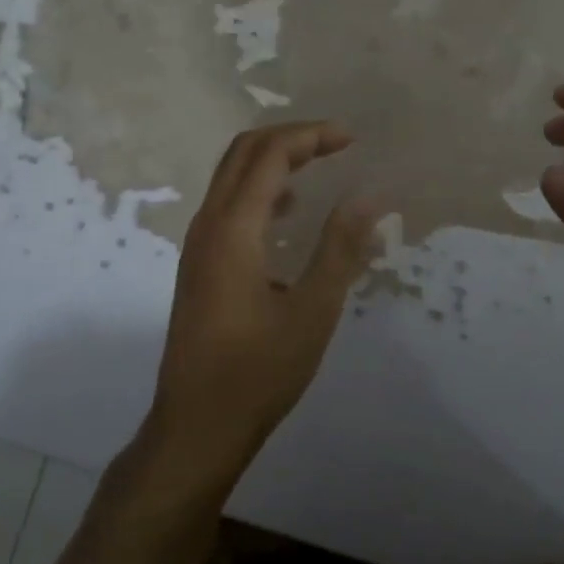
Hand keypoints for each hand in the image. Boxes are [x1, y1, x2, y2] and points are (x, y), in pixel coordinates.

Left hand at [146, 122, 380, 491]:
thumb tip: (368, 196)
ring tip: (319, 166)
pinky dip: (261, 188)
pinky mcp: (198, 263)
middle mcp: (208, 224)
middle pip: (244, 152)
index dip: (311, 136)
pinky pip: (228, 203)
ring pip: (232, 175)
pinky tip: (290, 213)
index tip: (351, 139)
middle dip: (291, 137)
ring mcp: (198, 243)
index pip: (270, 154)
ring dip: (274, 159)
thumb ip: (340, 248)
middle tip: (336, 143)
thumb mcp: (313, 311)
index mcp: (233, 228)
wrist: (195, 427)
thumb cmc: (258, 372)